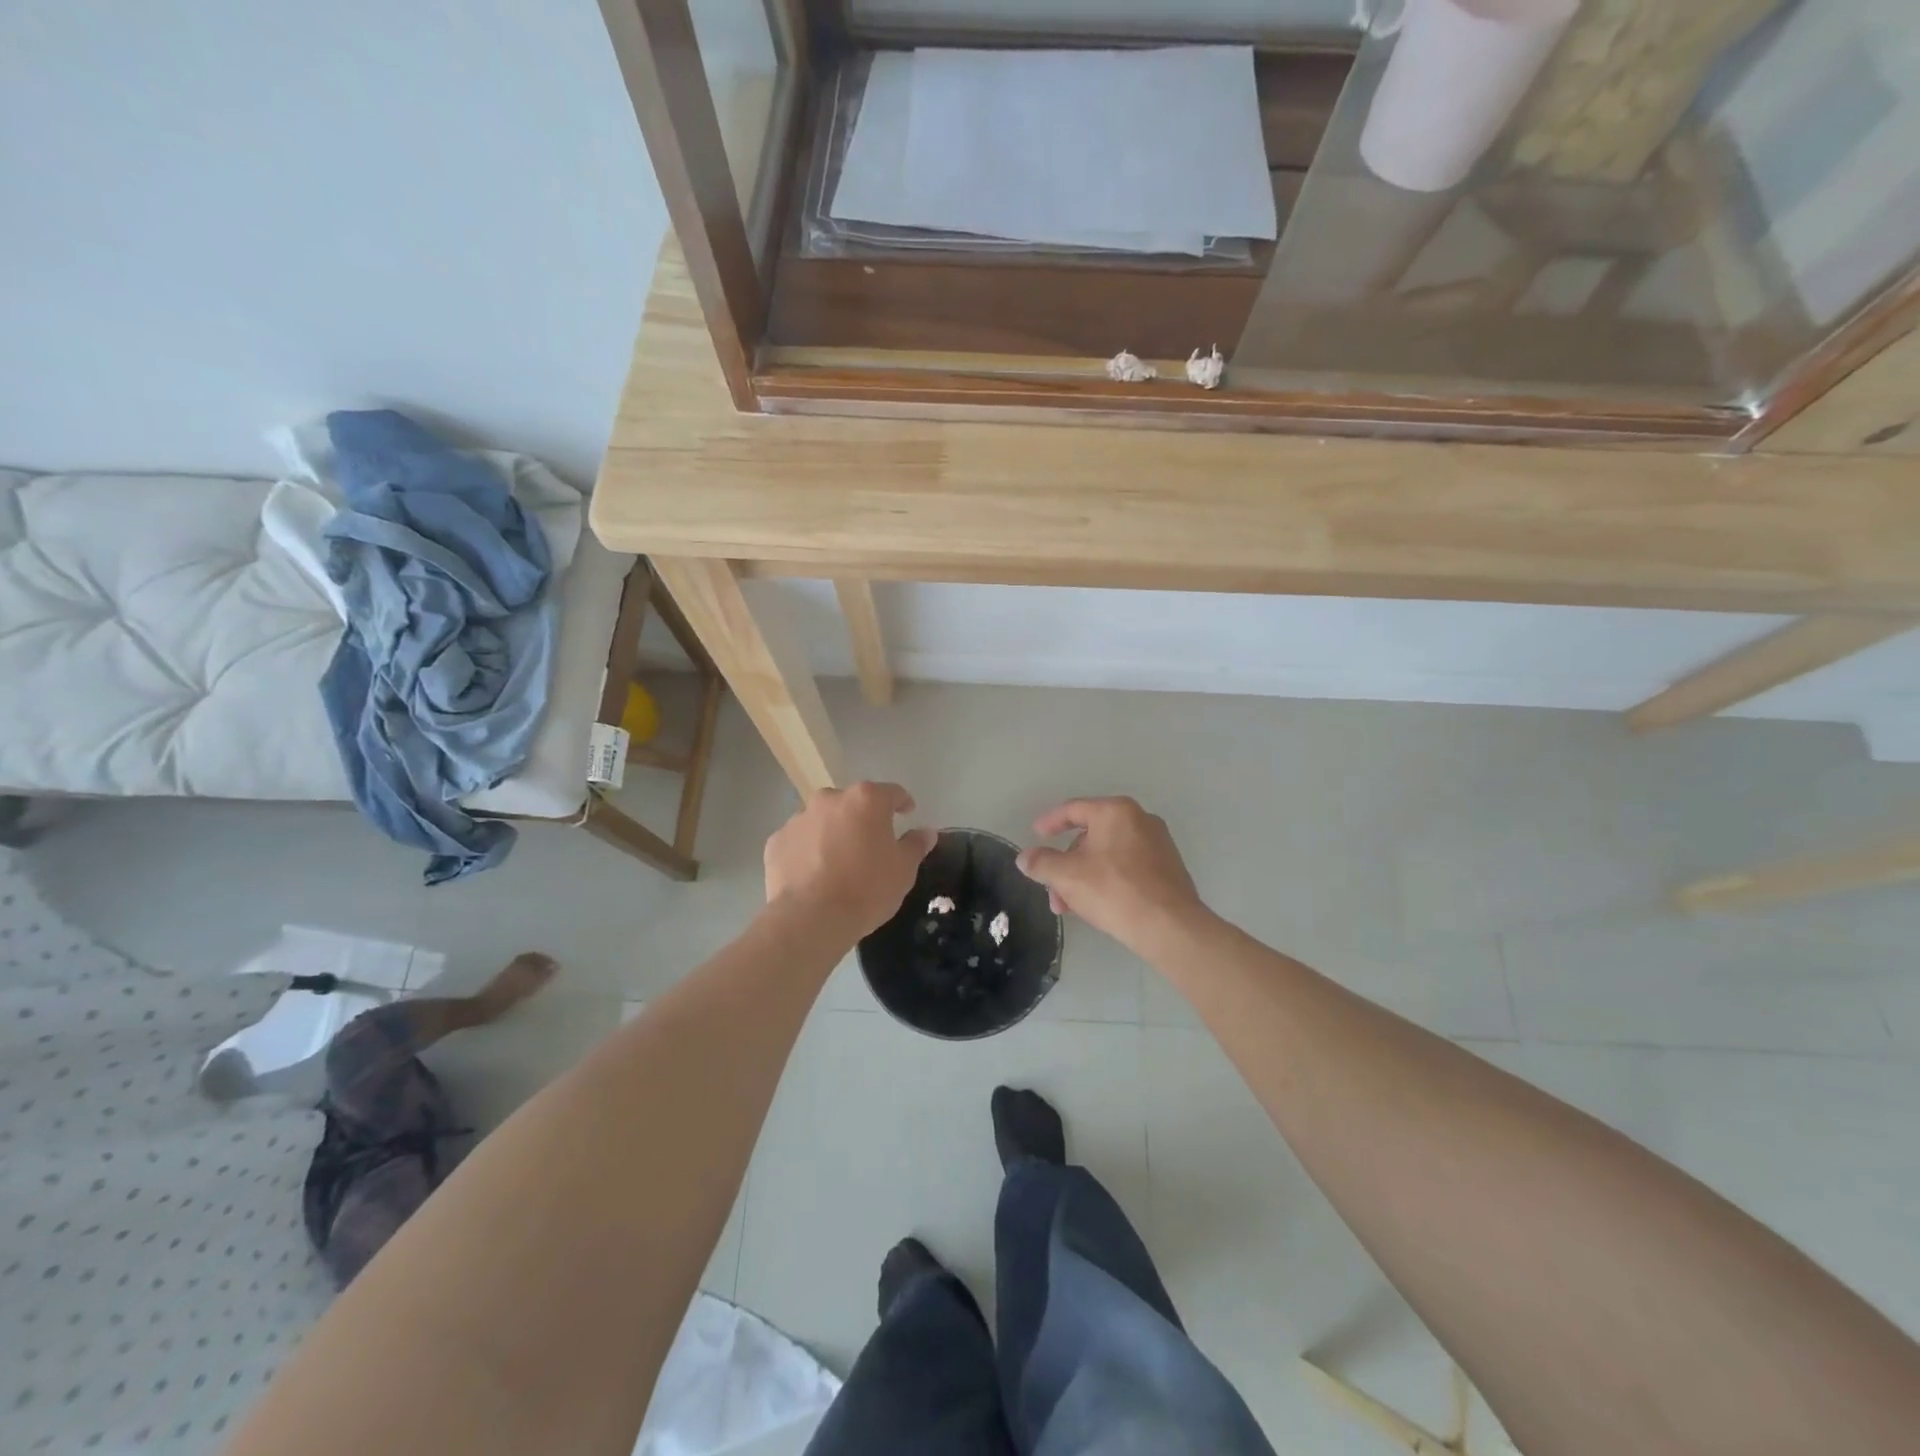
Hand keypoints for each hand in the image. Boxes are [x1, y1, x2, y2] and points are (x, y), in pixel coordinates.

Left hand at [764, 782, 937, 937]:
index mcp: (866, 800)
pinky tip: (813, 874)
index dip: (902, 803)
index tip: (907, 813)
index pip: (891, 792)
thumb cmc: (866, 889)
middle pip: (852, 803)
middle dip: (862, 819)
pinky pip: (799, 841)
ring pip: (822, 820)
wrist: (810, 919)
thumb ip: (916, 845)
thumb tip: (927, 831)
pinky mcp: (776, 842)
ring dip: (832, 833)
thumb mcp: (903, 870)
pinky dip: (807, 851)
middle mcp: (830, 799)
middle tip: (870, 845)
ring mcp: (798, 819)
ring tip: (838, 863)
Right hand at [1017, 797, 1206, 952]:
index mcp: (1115, 811)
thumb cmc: (1114, 891)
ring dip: (1084, 877)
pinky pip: (1128, 867)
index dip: (1050, 822)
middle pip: (1091, 836)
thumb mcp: (1067, 876)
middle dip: (1066, 864)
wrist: (1169, 926)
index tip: (1035, 834)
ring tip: (1071, 907)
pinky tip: (1097, 906)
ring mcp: (1158, 844)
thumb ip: (1042, 863)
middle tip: (1052, 890)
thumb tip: (1025, 857)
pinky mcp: (1168, 868)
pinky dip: (1107, 880)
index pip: (1073, 809)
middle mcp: (1140, 819)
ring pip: (1108, 855)